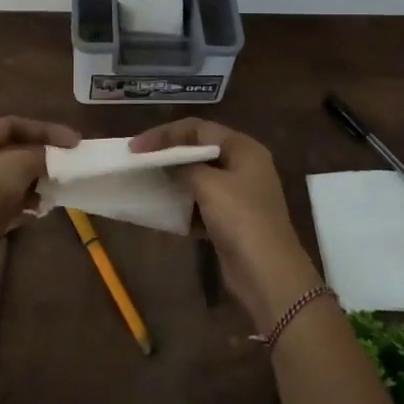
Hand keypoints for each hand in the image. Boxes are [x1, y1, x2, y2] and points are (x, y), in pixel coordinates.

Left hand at [0, 116, 80, 251]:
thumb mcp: (18, 164)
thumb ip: (40, 155)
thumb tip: (51, 159)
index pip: (10, 126)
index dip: (44, 130)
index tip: (73, 142)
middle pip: (9, 153)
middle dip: (39, 159)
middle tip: (66, 166)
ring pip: (9, 181)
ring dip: (34, 184)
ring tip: (54, 192)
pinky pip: (5, 204)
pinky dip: (23, 205)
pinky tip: (39, 211)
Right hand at [130, 119, 323, 333]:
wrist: (267, 274)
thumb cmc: (241, 219)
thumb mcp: (209, 185)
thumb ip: (184, 167)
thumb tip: (169, 164)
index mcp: (244, 148)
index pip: (199, 129)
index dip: (165, 134)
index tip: (136, 147)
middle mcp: (243, 166)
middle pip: (199, 151)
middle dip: (168, 155)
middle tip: (138, 161)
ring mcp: (238, 195)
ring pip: (199, 179)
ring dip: (173, 180)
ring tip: (144, 183)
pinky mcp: (231, 221)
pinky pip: (200, 204)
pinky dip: (182, 205)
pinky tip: (161, 210)